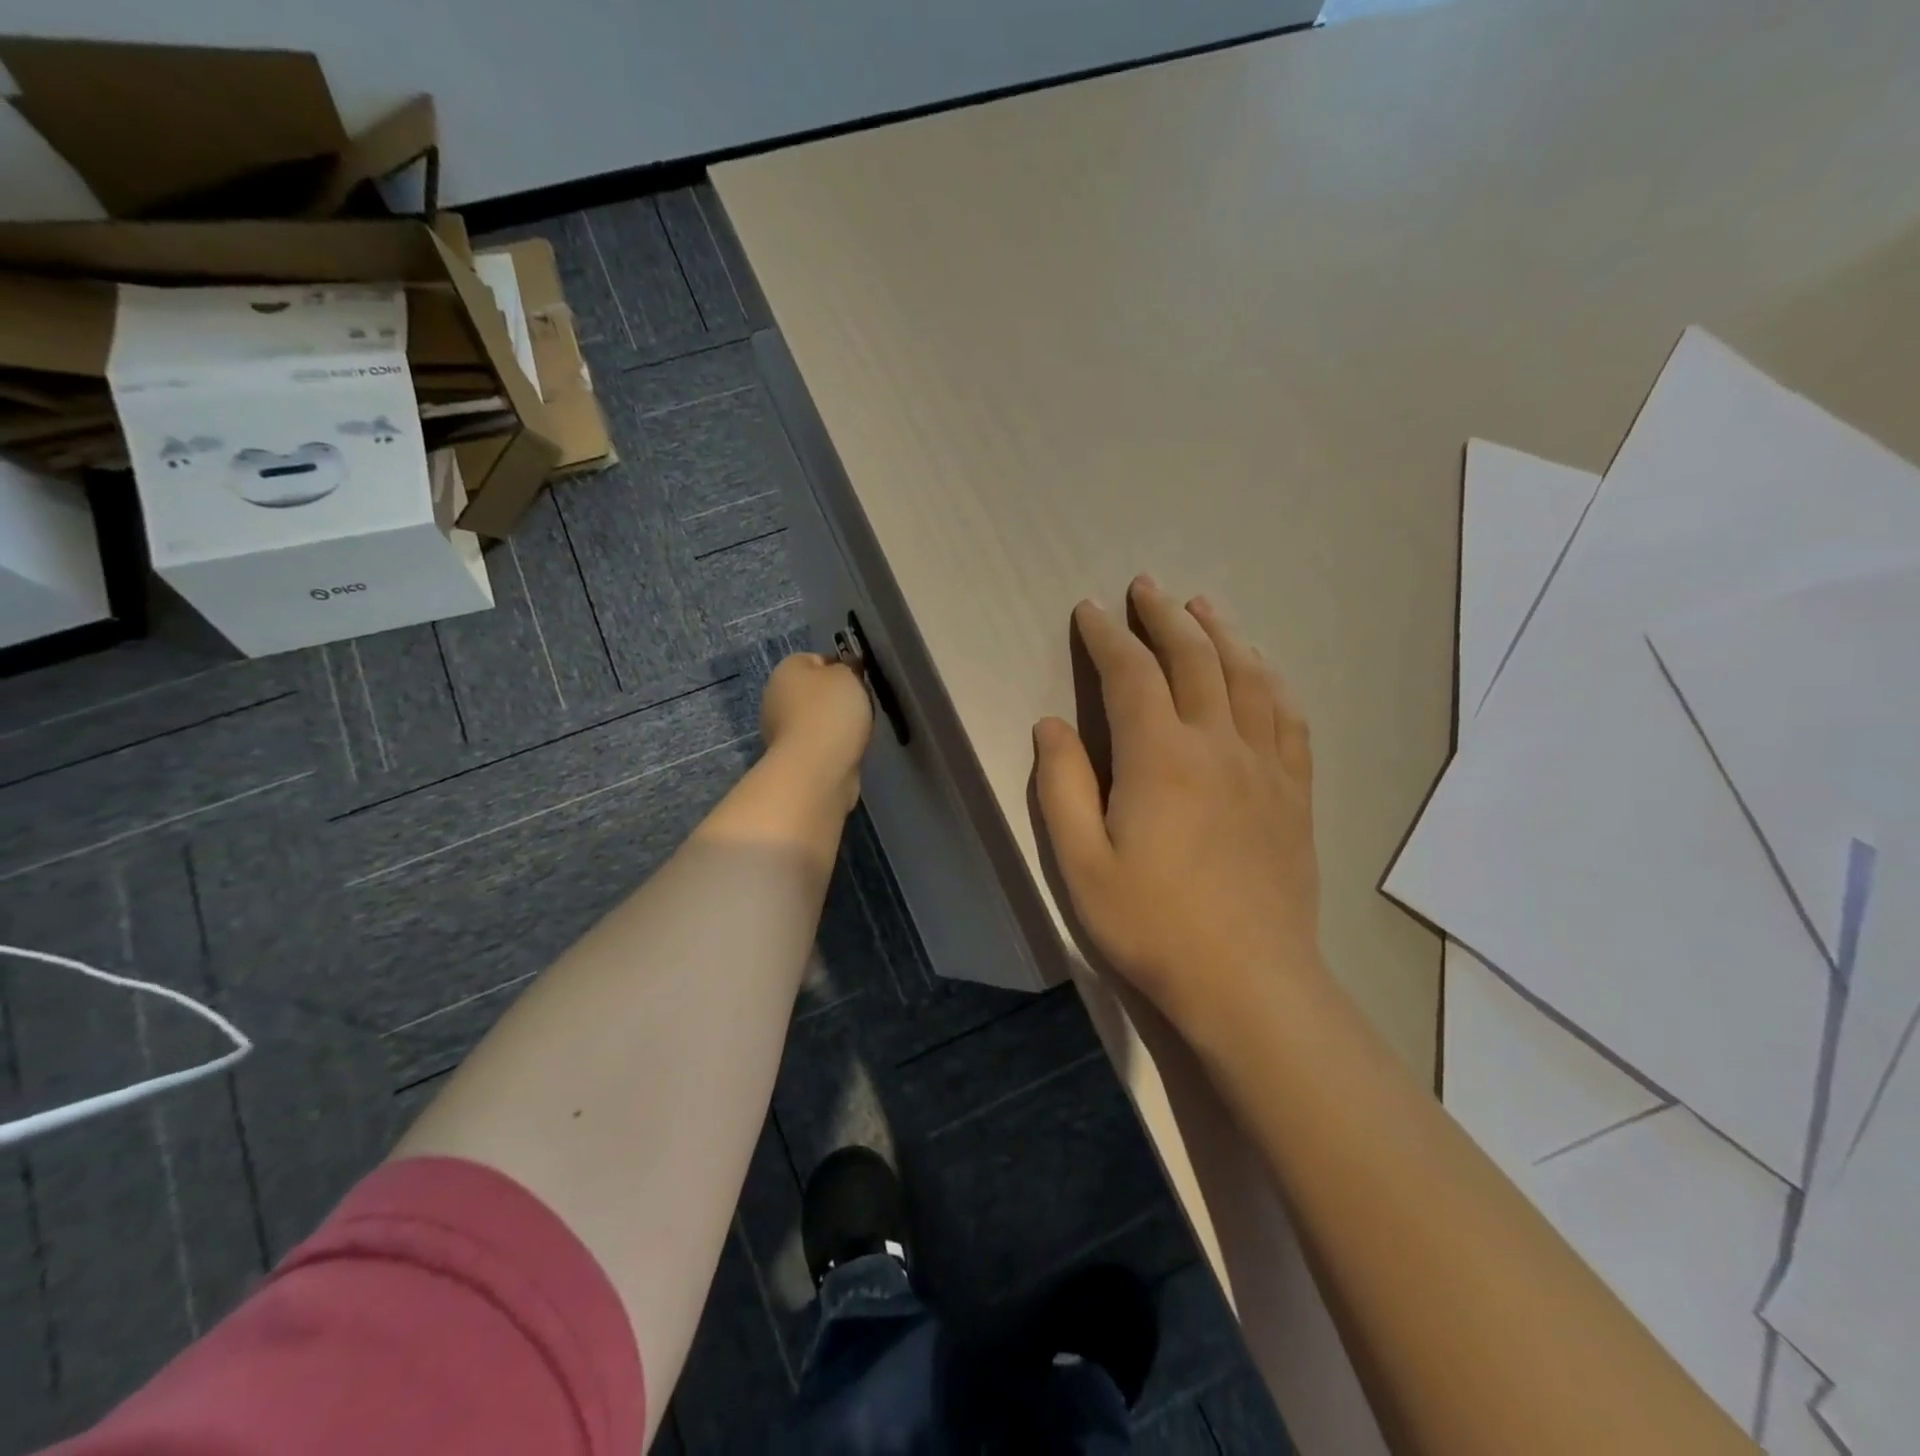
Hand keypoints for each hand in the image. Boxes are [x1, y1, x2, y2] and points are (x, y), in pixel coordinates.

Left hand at [760, 653, 873, 816]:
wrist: (818, 768)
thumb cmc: (831, 711)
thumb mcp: (848, 675)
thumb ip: (848, 667)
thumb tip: (845, 669)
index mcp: (786, 670)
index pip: (816, 659)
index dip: (840, 667)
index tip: (860, 680)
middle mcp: (776, 697)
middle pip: (814, 691)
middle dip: (837, 698)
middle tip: (862, 706)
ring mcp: (781, 731)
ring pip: (816, 719)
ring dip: (835, 725)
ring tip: (858, 732)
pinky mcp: (793, 758)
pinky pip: (819, 744)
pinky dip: (833, 747)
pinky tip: (848, 751)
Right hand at [1032, 576, 1324, 1040]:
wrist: (1249, 983)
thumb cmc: (1151, 926)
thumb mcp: (1079, 864)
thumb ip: (1062, 786)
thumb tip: (1052, 725)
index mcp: (1159, 758)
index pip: (1130, 674)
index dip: (1107, 637)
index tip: (1089, 610)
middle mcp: (1217, 744)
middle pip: (1194, 658)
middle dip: (1165, 617)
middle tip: (1146, 588)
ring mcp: (1265, 766)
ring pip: (1247, 676)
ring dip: (1222, 634)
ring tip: (1203, 608)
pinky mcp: (1294, 792)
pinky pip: (1289, 717)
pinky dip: (1272, 681)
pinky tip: (1264, 670)